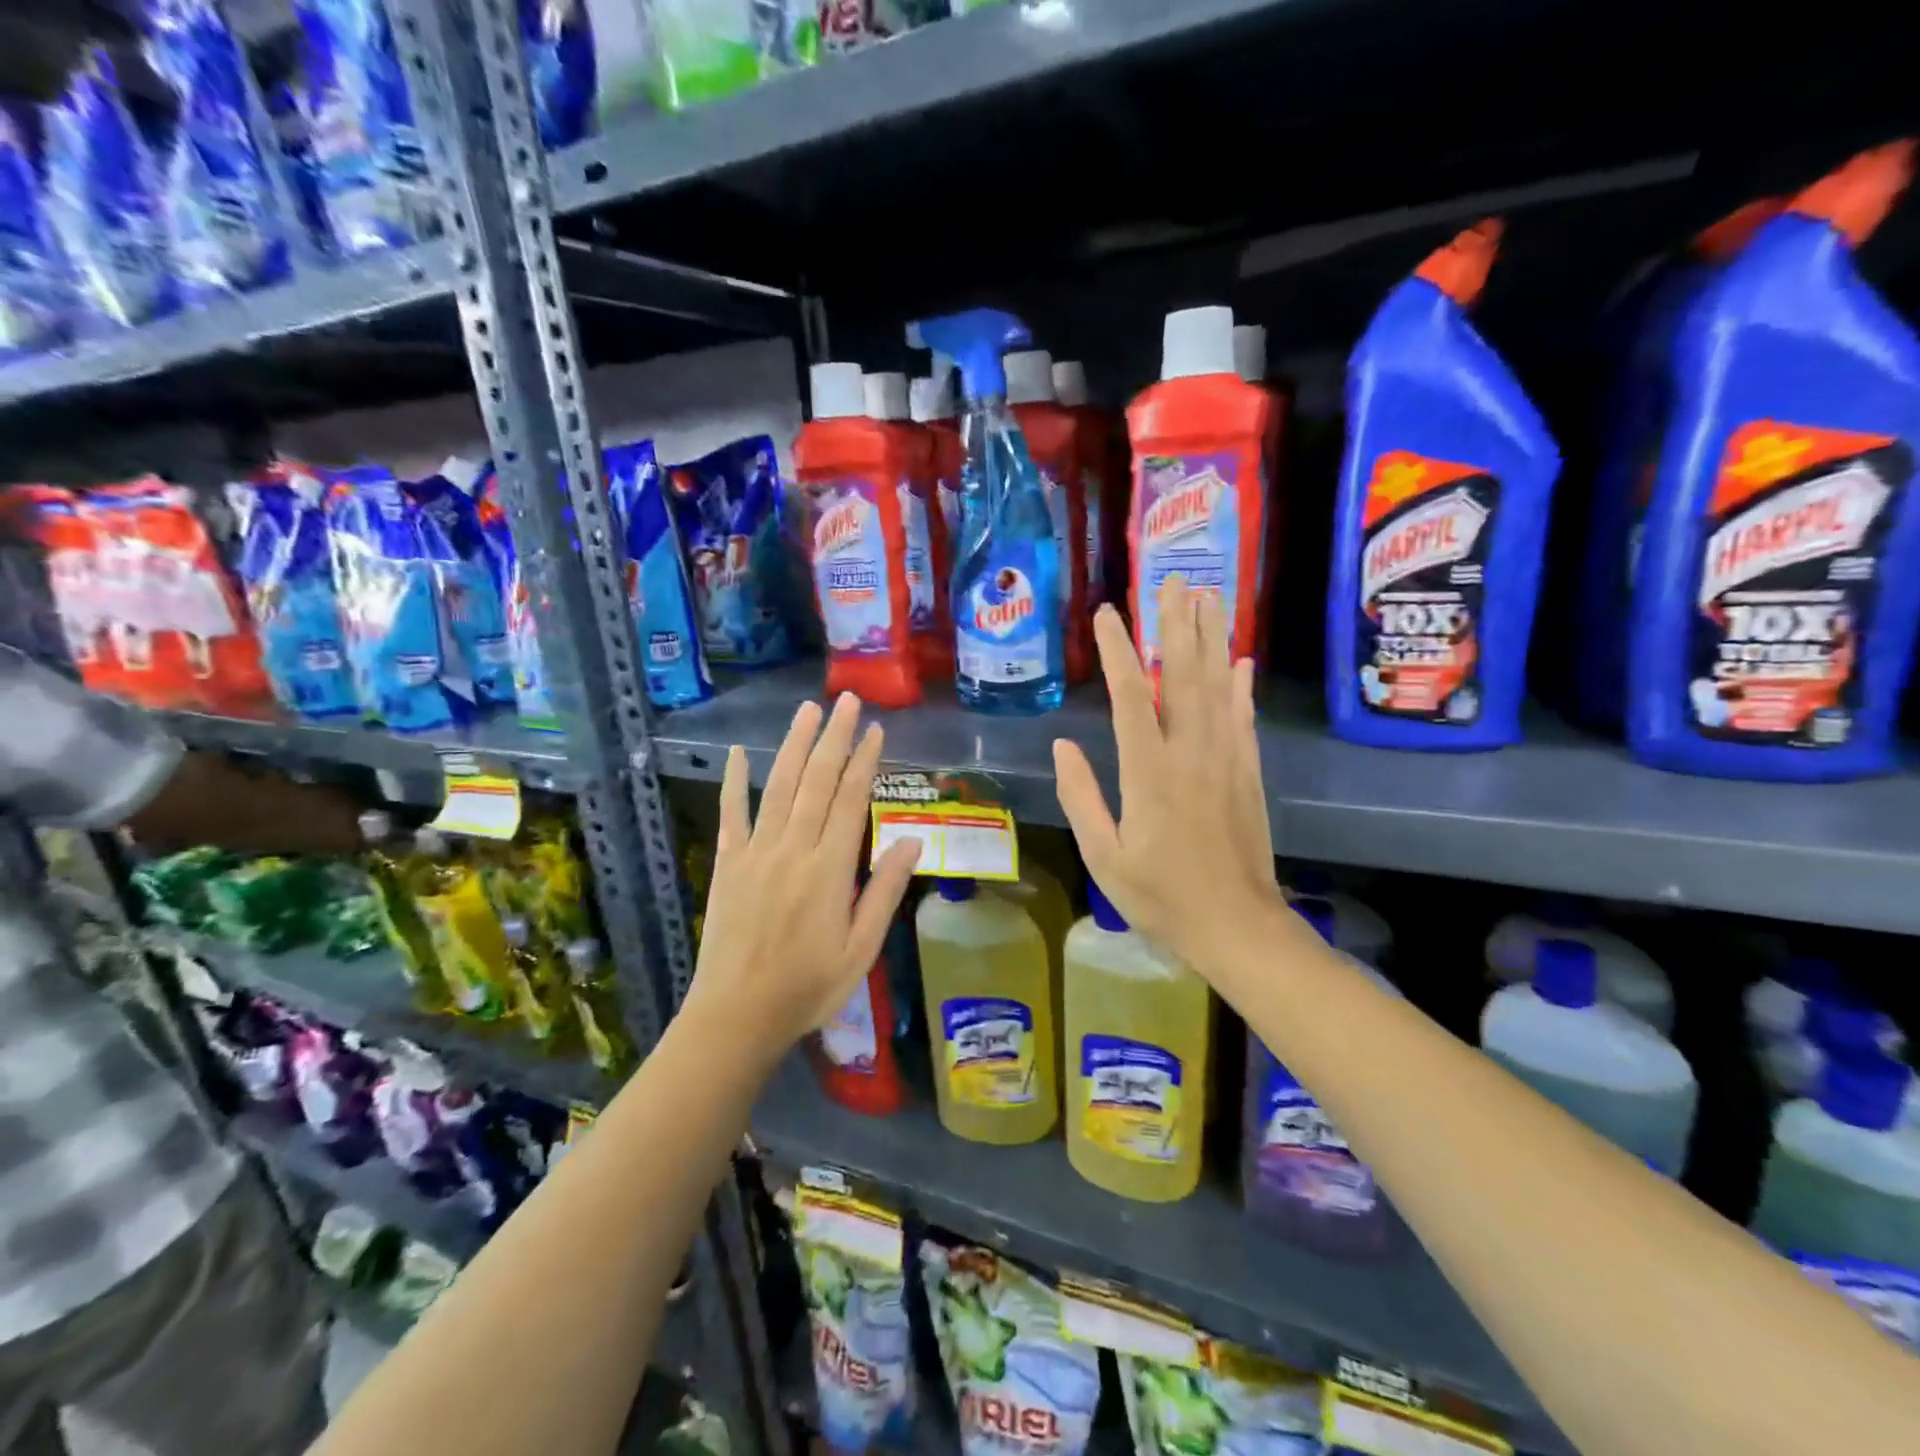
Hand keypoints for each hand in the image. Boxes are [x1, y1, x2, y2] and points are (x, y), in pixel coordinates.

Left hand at [684, 693, 920, 1059]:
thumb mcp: (861, 949)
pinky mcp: (727, 864)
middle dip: (835, 738)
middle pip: (817, 781)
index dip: (865, 761)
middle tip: (847, 700)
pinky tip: (741, 753)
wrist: (737, 1016)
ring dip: (795, 745)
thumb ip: (884, 890)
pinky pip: (732, 814)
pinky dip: (736, 781)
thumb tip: (912, 839)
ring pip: (779, 787)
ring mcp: (756, 852)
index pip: (850, 800)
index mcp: (830, 868)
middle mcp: (793, 849)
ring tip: (808, 710)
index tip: (876, 729)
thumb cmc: (808, 987)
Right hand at [1052, 578, 1286, 971]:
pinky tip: (1242, 660)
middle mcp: (1191, 754)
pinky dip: (1242, 686)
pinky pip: (1244, 718)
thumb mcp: (1104, 857)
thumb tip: (1065, 745)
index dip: (1118, 651)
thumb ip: (1082, 798)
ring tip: (1207, 598)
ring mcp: (1226, 760)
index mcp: (1149, 773)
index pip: (1133, 697)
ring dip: (1211, 640)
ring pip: (1218, 687)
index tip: (1108, 615)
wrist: (1237, 927)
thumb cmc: (1161, 897)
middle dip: (1176, 625)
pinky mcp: (1248, 773)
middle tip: (1173, 581)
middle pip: (1185, 676)